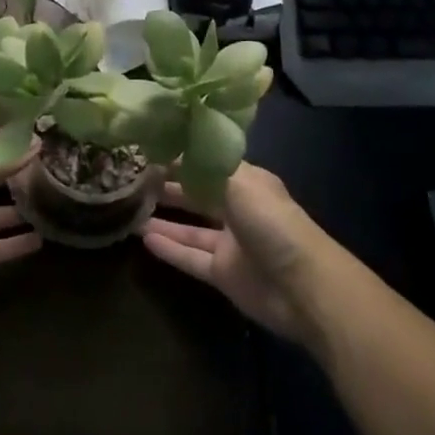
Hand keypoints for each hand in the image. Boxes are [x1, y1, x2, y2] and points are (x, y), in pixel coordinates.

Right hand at [140, 163, 329, 343]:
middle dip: (170, 186)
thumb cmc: (272, 222)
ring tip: (131, 208)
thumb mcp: (241, 183)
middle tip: (135, 179)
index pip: (208, 164)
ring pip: (191, 227)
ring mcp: (231, 243)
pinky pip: (190, 257)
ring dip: (164, 219)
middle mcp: (238, 209)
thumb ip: (207, 167)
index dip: (182, 157)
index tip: (150, 149)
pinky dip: (169, 249)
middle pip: (198, 194)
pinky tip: (143, 239)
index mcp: (246, 182)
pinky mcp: (223, 274)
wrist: (302, 286)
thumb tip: (178, 147)